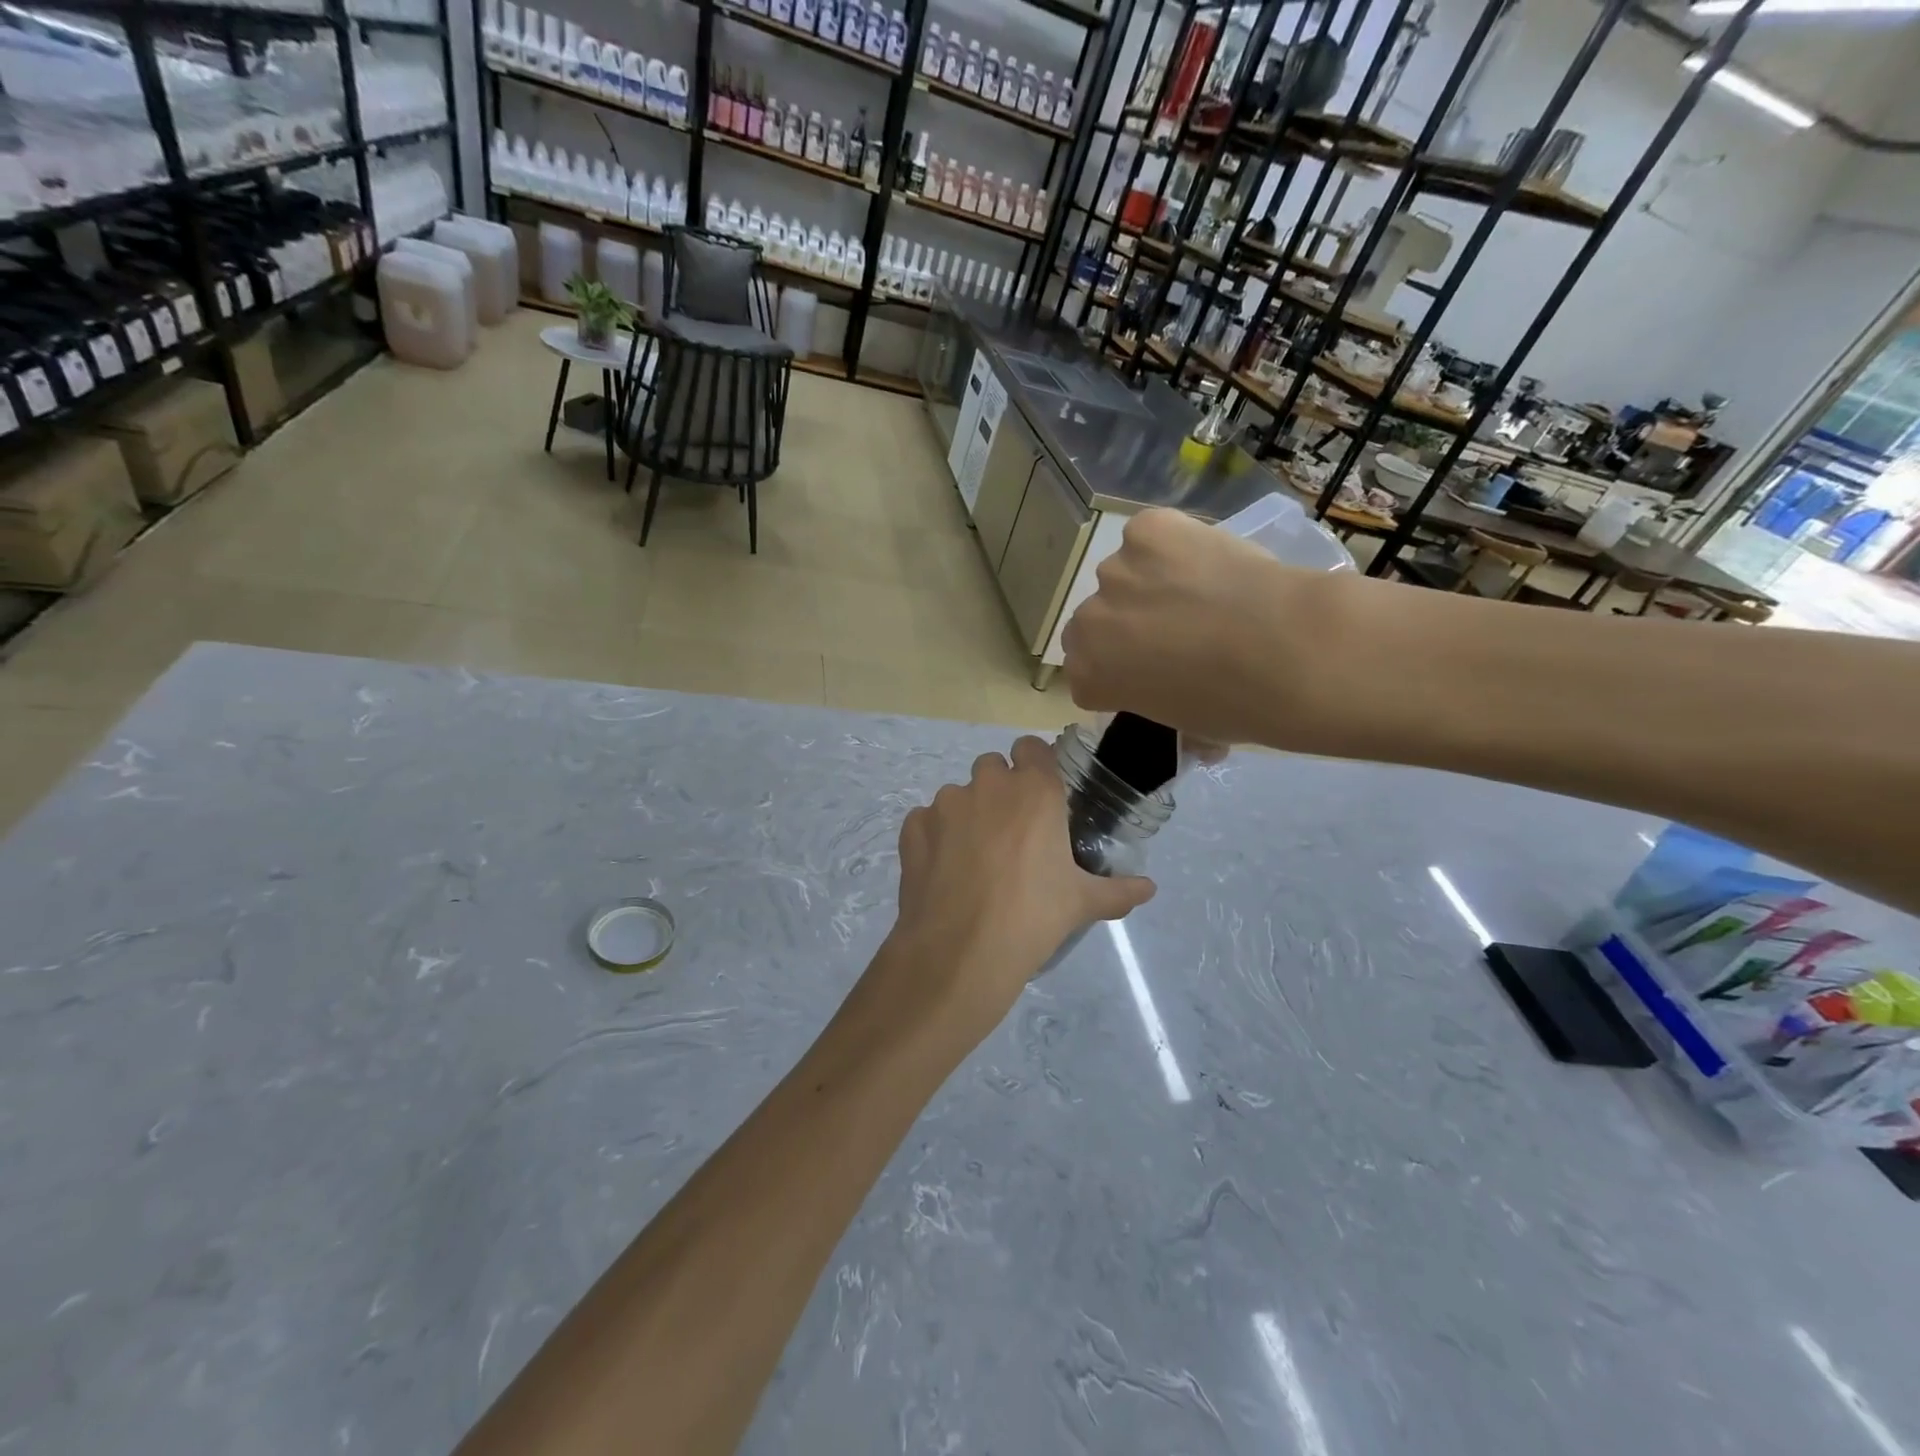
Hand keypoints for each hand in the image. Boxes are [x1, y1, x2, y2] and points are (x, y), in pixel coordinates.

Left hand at [878, 737, 1154, 1039]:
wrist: (961, 951)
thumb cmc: (1033, 917)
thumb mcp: (1082, 903)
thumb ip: (1118, 890)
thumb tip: (1149, 888)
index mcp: (1034, 791)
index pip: (1033, 747)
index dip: (1035, 765)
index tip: (1040, 795)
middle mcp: (988, 785)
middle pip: (992, 767)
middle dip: (1000, 789)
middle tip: (1011, 833)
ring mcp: (945, 804)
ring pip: (958, 794)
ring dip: (967, 814)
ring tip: (974, 859)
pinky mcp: (913, 828)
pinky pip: (925, 820)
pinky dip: (934, 836)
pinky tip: (943, 870)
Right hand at [1060, 507, 1351, 751]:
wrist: (1286, 651)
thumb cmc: (1236, 705)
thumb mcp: (1184, 723)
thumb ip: (1156, 698)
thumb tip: (1176, 690)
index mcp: (1087, 676)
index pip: (1085, 667)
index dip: (1120, 666)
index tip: (1152, 669)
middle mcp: (1088, 622)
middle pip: (1096, 619)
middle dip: (1126, 623)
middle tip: (1177, 629)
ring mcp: (1114, 571)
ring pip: (1125, 574)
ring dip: (1151, 582)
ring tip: (1204, 591)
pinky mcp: (1147, 529)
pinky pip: (1151, 534)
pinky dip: (1175, 543)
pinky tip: (1210, 560)